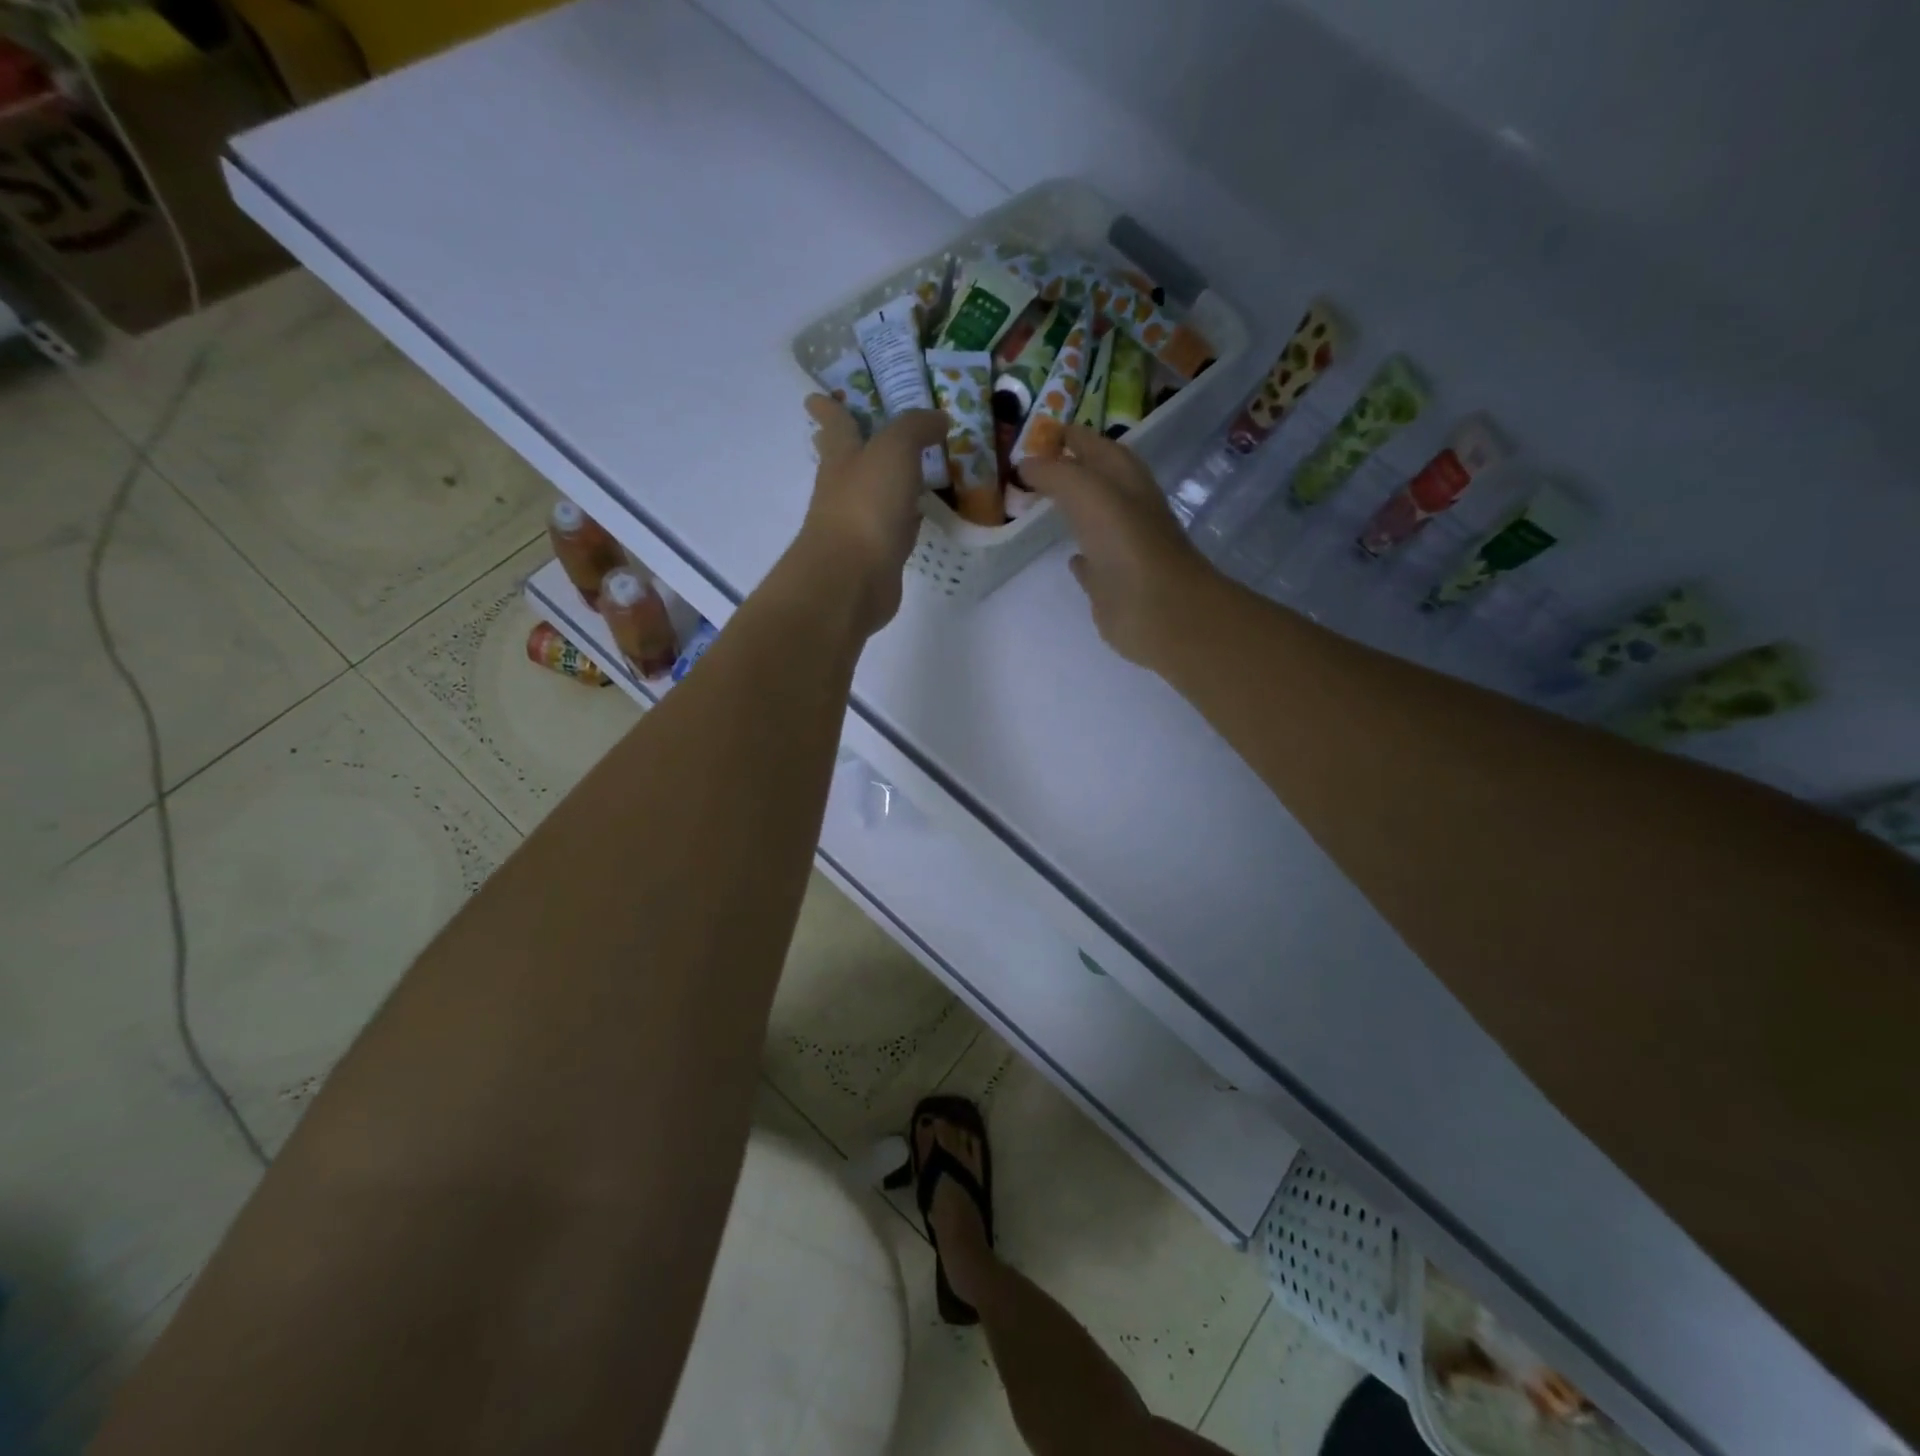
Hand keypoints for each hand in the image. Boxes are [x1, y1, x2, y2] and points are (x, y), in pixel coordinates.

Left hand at [794, 395, 948, 636]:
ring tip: (907, 471)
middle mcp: (844, 488)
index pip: (835, 424)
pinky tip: (917, 517)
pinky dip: (903, 519)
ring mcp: (858, 525)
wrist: (852, 578)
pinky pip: (892, 528)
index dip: (828, 408)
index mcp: (841, 457)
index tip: (815, 397)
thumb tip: (938, 417)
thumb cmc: (866, 505)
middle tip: (855, 432)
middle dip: (848, 445)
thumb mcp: (894, 450)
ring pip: (871, 495)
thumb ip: (915, 428)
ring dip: (883, 483)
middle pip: (845, 460)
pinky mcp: (876, 555)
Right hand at [1020, 424, 1216, 669]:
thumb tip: (1026, 465)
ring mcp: (1121, 550)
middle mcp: (1127, 511)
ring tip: (1040, 504)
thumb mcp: (1089, 492)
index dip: (1071, 436)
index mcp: (1127, 481)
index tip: (1039, 432)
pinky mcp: (1112, 587)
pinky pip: (1093, 566)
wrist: (1160, 611)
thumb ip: (1056, 474)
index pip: (1097, 446)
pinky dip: (1081, 558)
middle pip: (1096, 482)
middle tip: (1032, 467)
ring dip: (1073, 511)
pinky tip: (1069, 557)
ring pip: (1093, 522)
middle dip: (1069, 470)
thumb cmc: (1127, 544)